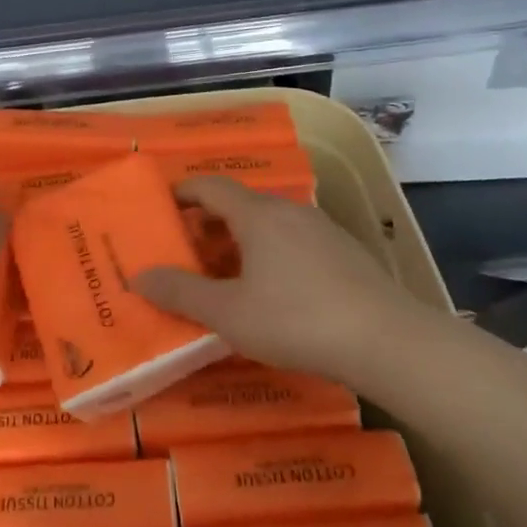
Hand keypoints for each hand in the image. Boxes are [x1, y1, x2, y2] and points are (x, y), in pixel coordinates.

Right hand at [134, 178, 454, 384]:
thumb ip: (181, 292)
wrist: (387, 340)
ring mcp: (322, 229)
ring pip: (268, 224)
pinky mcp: (345, 252)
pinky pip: (293, 241)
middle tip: (185, 254)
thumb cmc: (296, 320)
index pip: (210, 186)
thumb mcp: (228, 313)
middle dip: (207, 225)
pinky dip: (269, 254)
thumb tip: (139, 276)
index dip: (182, 193)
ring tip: (224, 277)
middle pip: (239, 204)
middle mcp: (289, 210)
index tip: (161, 209)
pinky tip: (272, 292)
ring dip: (239, 242)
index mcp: (258, 214)